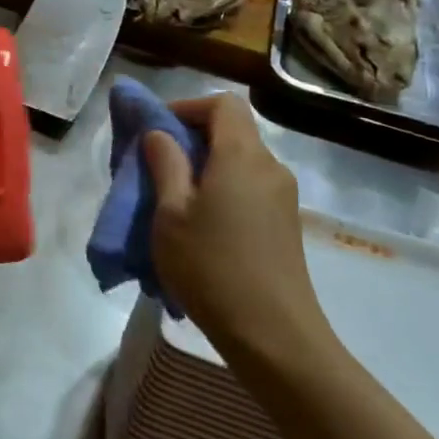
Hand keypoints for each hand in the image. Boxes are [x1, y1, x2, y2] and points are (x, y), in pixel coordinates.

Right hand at [142, 93, 335, 372]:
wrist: (273, 334)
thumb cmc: (211, 266)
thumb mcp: (171, 213)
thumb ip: (165, 164)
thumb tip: (160, 133)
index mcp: (242, 155)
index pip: (223, 103)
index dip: (187, 107)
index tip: (156, 131)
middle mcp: (269, 167)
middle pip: (231, 131)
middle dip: (190, 139)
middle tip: (154, 167)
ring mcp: (282, 197)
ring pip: (238, 162)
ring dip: (203, 169)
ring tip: (171, 202)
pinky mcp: (284, 224)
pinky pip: (248, 188)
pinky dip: (220, 191)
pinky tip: (199, 227)